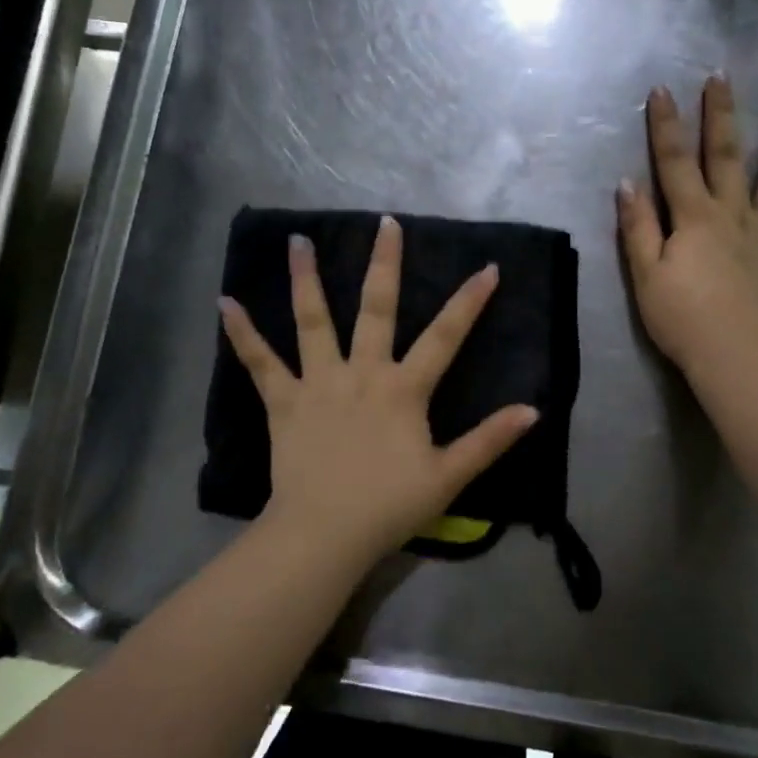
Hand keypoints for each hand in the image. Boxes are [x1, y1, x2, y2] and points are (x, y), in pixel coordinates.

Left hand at [217, 216, 539, 569]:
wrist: (324, 534)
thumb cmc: (389, 506)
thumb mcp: (449, 476)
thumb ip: (489, 440)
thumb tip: (532, 410)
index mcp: (403, 389)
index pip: (445, 336)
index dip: (469, 301)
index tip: (488, 268)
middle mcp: (361, 372)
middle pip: (376, 308)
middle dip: (384, 263)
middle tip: (385, 223)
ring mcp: (319, 383)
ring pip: (313, 321)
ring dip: (306, 279)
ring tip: (298, 240)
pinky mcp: (283, 401)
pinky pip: (260, 363)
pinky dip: (243, 333)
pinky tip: (224, 304)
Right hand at [617, 75, 757, 369]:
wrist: (737, 354)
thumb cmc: (683, 318)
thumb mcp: (645, 275)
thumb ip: (637, 228)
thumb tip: (627, 183)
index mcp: (693, 218)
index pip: (674, 162)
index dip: (665, 126)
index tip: (662, 90)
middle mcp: (733, 214)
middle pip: (725, 156)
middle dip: (721, 115)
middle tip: (723, 77)